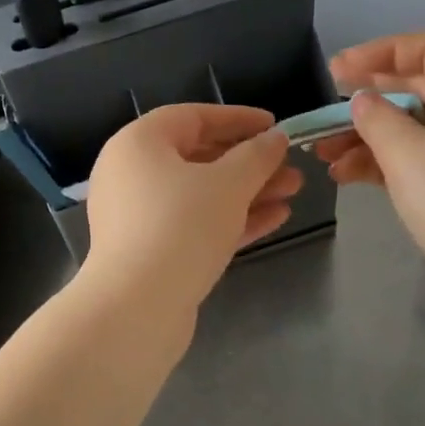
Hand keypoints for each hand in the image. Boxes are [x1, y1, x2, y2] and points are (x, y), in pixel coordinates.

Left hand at [83, 104, 302, 315]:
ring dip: (247, 191)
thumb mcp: (228, 184)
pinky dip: (230, 218)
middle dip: (249, 162)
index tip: (275, 126)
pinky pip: (194, 223)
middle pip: (198, 157)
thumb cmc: (180, 227)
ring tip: (293, 191)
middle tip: (291, 166)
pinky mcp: (149, 251)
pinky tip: (275, 219)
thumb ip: (256, 156)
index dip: (238, 118)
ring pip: (200, 194)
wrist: (136, 308)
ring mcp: (138, 215)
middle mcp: (131, 174)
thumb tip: (275, 139)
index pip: (193, 117)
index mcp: (137, 144)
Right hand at [315, 33, 424, 293]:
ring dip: (369, 136)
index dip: (382, 52)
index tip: (339, 71)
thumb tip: (362, 101)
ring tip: (324, 151)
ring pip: (415, 127)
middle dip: (369, 97)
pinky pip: (420, 159)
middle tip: (327, 105)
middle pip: (420, 87)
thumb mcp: (408, 154)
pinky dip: (384, 163)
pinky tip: (346, 176)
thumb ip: (376, 119)